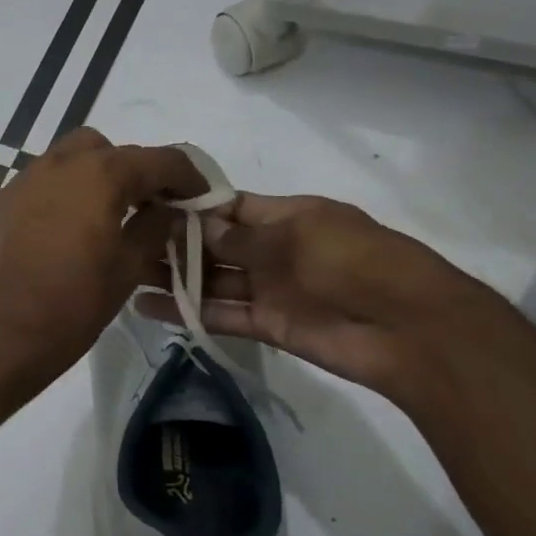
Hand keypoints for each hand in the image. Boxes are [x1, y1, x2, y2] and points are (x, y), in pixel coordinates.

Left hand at [0, 128, 205, 380]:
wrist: (12, 332)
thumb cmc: (79, 300)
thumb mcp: (132, 264)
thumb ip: (158, 225)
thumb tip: (170, 208)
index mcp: (100, 173)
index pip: (159, 159)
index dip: (188, 177)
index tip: (200, 198)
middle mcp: (61, 163)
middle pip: (112, 150)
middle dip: (138, 171)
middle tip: (153, 205)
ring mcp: (28, 178)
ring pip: (74, 157)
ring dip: (100, 174)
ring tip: (113, 212)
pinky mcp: (7, 200)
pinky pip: (47, 178)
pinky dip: (68, 188)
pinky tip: (75, 223)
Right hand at [136, 193, 497, 402]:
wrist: (409, 330)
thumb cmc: (356, 263)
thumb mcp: (297, 236)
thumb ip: (241, 236)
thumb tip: (194, 224)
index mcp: (288, 216)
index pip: (229, 206)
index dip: (191, 206)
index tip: (148, 205)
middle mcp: (275, 250)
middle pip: (216, 244)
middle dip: (175, 243)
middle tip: (125, 242)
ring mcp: (271, 288)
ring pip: (213, 280)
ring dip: (174, 278)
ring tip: (126, 275)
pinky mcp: (269, 325)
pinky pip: (221, 314)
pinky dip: (188, 312)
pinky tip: (147, 307)